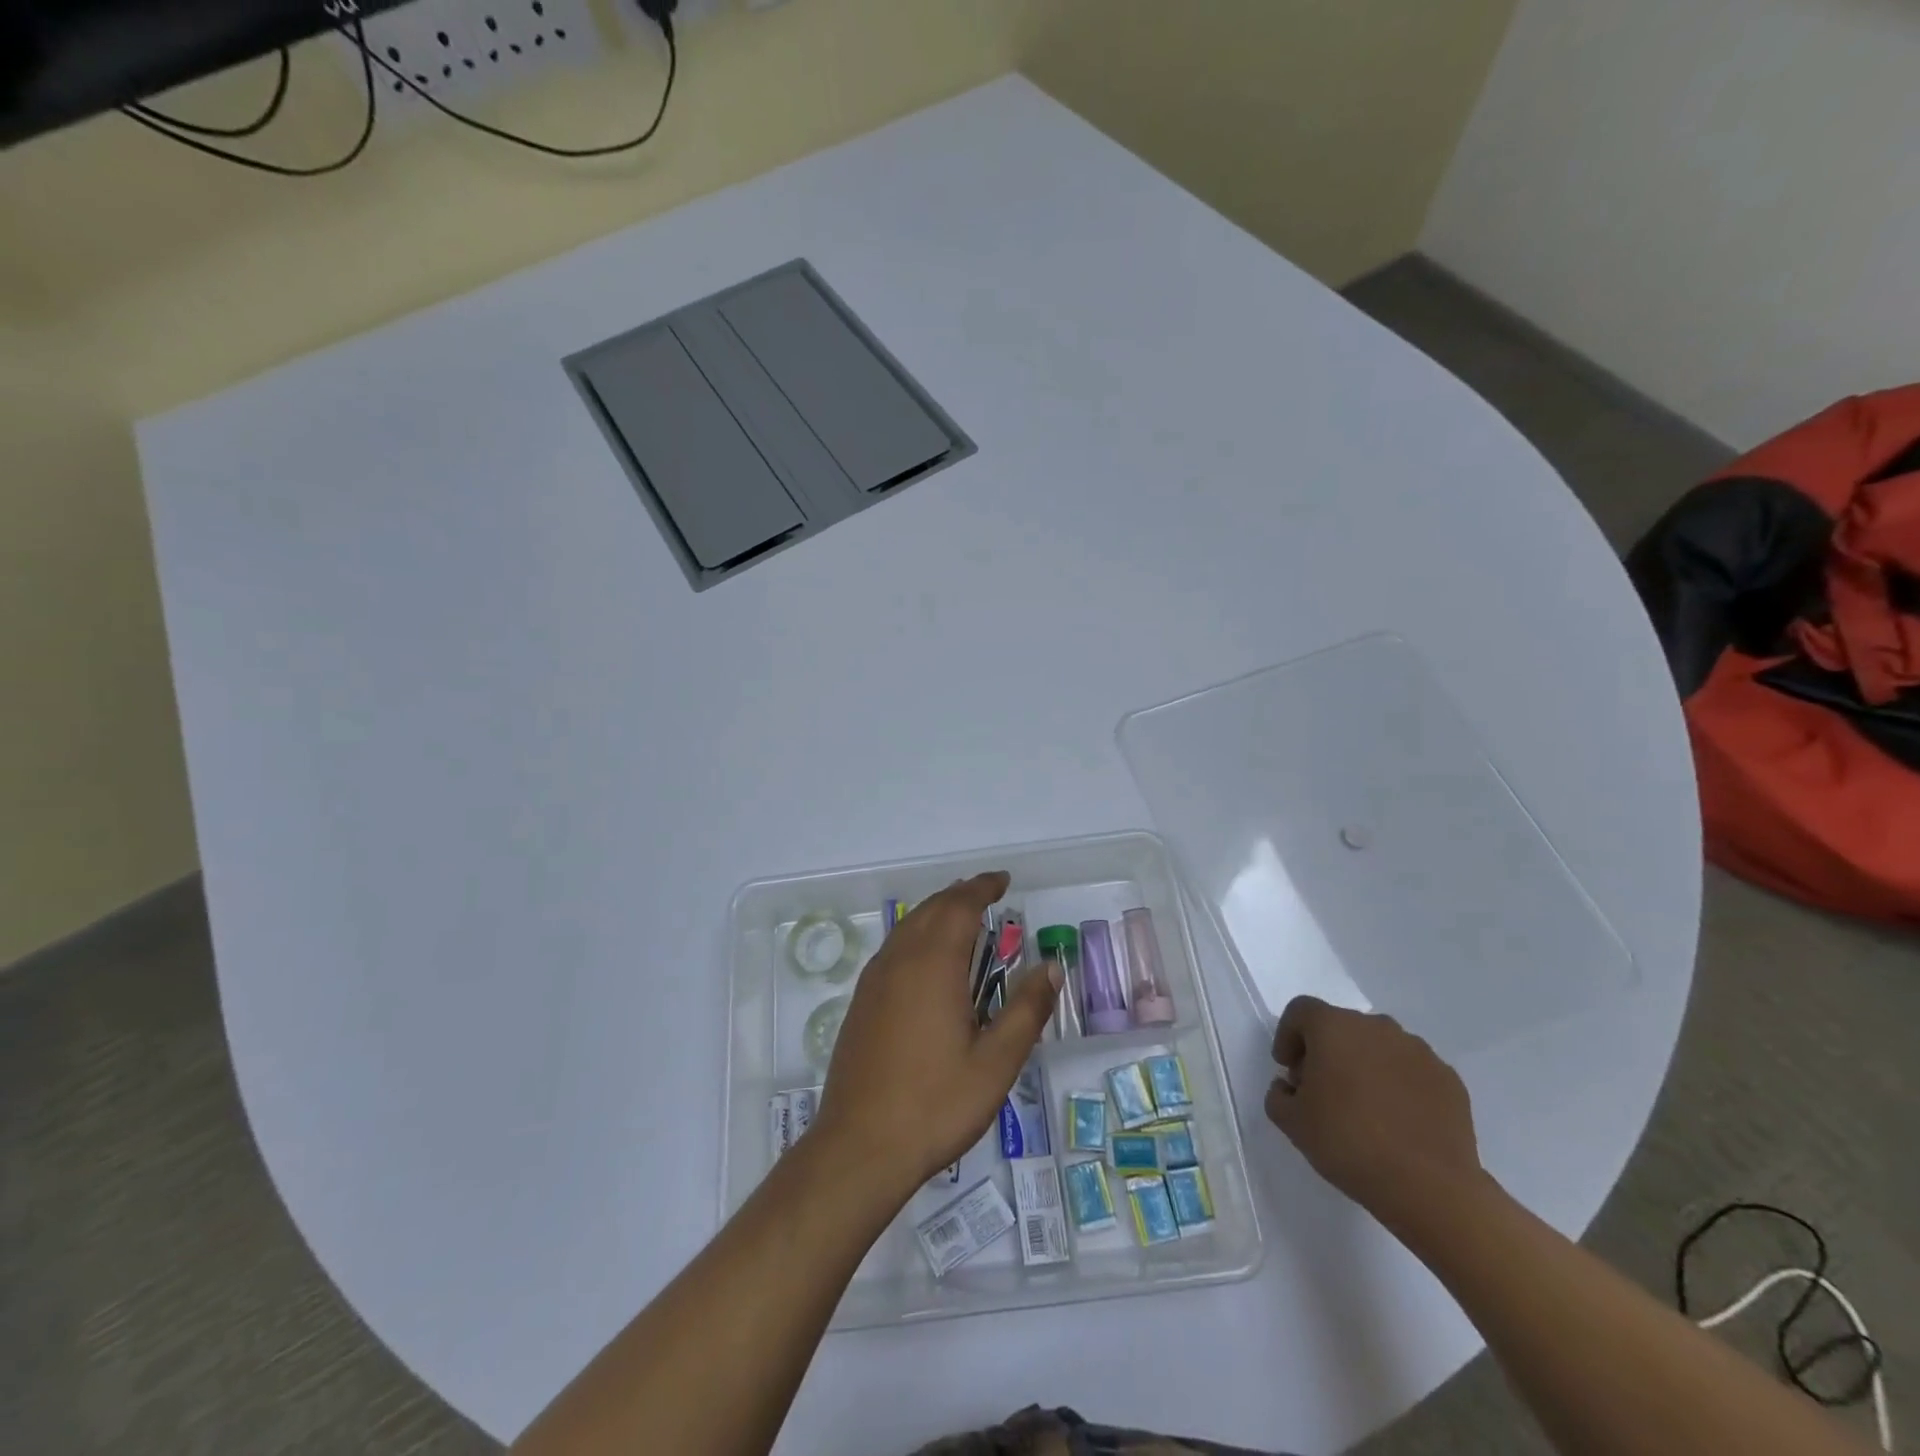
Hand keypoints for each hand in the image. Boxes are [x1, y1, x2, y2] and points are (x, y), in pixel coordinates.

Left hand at [810, 872, 1059, 1201]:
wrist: (859, 1147)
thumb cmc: (936, 1104)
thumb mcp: (995, 1062)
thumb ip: (1026, 1010)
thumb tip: (1051, 966)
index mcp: (933, 965)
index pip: (960, 906)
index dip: (982, 888)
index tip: (1003, 881)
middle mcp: (900, 960)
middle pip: (931, 909)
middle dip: (960, 895)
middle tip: (987, 894)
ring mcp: (874, 980)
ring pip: (908, 926)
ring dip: (936, 912)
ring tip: (960, 917)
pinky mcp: (861, 1002)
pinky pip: (893, 948)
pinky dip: (916, 934)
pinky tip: (926, 959)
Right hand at [1263, 996, 1481, 1219]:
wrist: (1430, 1187)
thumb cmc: (1348, 1143)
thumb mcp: (1291, 1122)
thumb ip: (1279, 1094)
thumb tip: (1291, 1086)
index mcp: (1333, 1027)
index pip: (1301, 1011)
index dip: (1288, 1036)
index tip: (1288, 1069)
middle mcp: (1376, 1027)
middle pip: (1341, 1026)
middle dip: (1327, 1051)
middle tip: (1323, 1090)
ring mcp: (1418, 1051)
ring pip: (1379, 1046)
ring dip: (1365, 1065)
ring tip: (1364, 1107)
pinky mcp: (1448, 1079)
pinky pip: (1412, 1071)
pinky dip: (1399, 1085)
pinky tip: (1398, 1121)